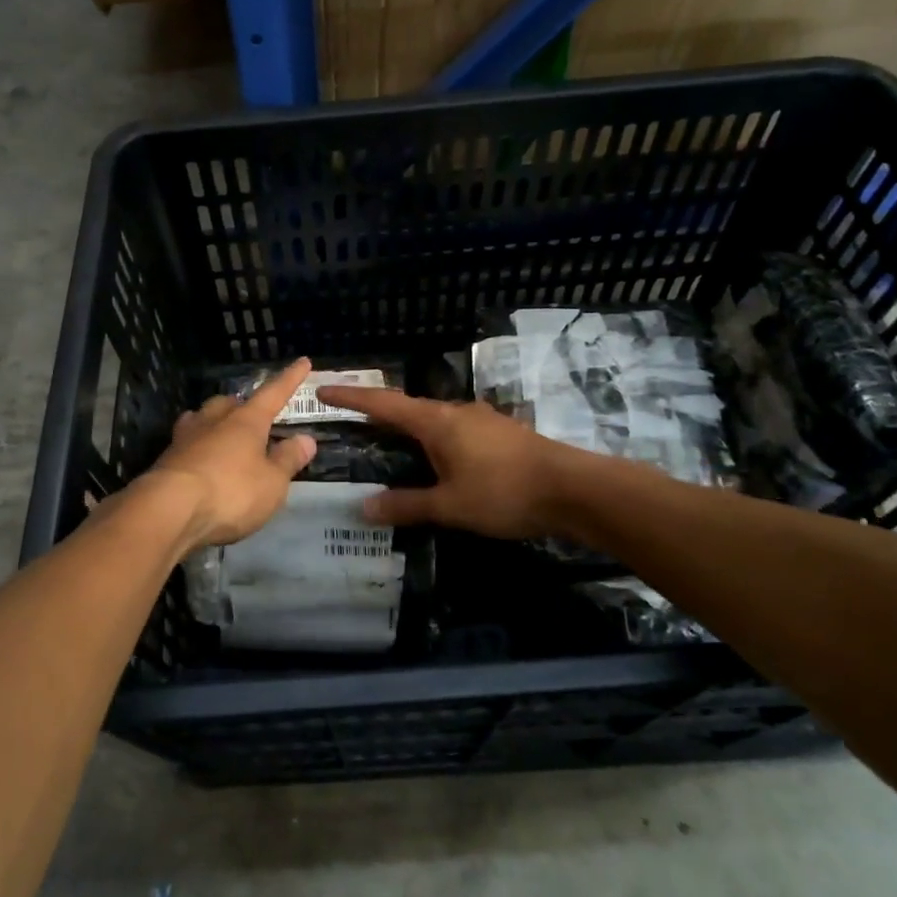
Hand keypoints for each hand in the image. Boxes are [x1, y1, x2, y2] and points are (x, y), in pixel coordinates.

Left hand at [140, 358, 318, 551]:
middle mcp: (214, 421)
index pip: (273, 394)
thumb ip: (288, 460)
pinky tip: (197, 460)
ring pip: (202, 419)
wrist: (168, 510)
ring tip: (220, 432)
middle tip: (252, 415)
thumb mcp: (272, 483)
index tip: (303, 362)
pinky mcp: (165, 461)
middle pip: (229, 403)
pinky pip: (185, 444)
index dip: (289, 380)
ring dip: (213, 422)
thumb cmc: (230, 492)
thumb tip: (306, 439)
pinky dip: (196, 448)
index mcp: (246, 422)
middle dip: (241, 405)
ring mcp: (185, 439)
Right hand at [313, 386, 578, 539]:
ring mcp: (481, 420)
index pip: (382, 404)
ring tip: (392, 446)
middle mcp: (455, 412)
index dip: (351, 397)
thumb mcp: (450, 505)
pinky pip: (455, 431)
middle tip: (352, 423)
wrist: (573, 489)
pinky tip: (439, 461)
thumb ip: (406, 505)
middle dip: (378, 413)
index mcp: (436, 422)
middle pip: (407, 408)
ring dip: (409, 429)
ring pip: (434, 420)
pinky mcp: (500, 434)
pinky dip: (435, 441)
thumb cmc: (504, 493)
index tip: (323, 389)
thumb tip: (364, 508)